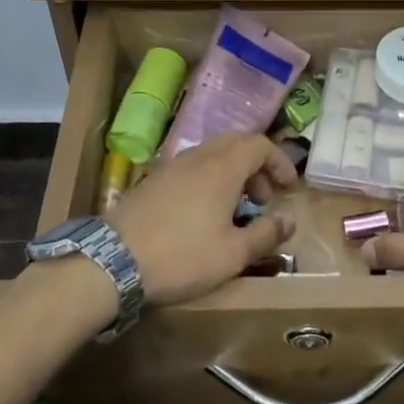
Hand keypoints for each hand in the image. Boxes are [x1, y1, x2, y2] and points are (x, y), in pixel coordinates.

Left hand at [106, 133, 297, 305]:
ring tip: (236, 209)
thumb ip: (266, 235)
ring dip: (232, 172)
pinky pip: (191, 167)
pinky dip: (209, 179)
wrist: (113, 261)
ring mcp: (172, 166)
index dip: (280, 162)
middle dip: (257, 165)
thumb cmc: (182, 257)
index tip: (288, 188)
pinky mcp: (153, 180)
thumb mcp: (233, 255)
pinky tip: (204, 213)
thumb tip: (289, 220)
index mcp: (222, 168)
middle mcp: (198, 158)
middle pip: (236, 143)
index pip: (259, 144)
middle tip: (263, 198)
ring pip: (212, 154)